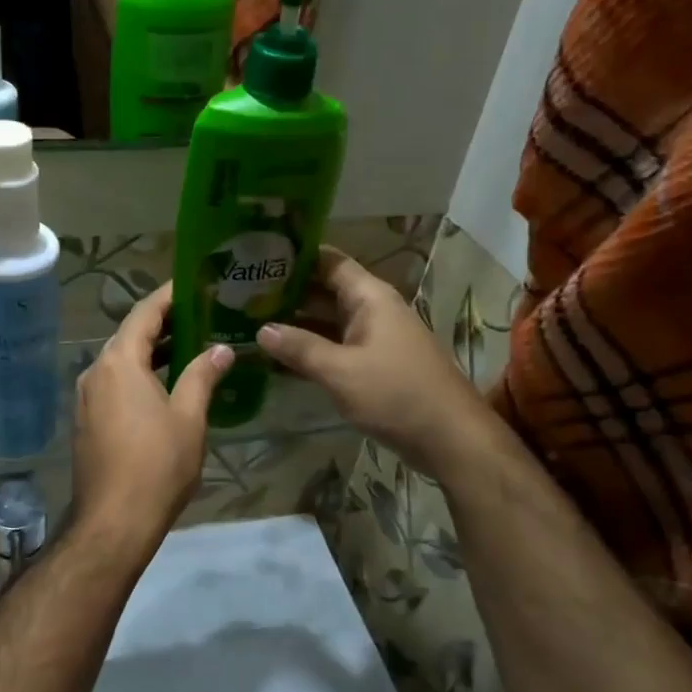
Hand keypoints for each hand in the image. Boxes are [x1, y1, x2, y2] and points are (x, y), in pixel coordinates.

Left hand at [72, 282, 233, 547]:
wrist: (114, 521)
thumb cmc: (157, 464)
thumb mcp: (189, 417)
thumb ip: (202, 376)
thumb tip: (221, 349)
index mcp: (119, 362)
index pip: (145, 313)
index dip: (169, 295)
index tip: (195, 282)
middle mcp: (96, 371)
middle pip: (131, 335)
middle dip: (165, 324)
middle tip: (202, 315)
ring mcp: (86, 397)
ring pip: (122, 362)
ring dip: (153, 352)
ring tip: (191, 346)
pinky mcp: (86, 421)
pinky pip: (115, 384)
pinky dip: (140, 376)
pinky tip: (166, 385)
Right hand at [258, 248, 492, 480]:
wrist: (449, 438)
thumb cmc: (396, 394)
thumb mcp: (340, 371)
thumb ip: (300, 348)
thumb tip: (261, 329)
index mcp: (370, 298)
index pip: (330, 261)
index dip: (297, 255)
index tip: (260, 254)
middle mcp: (373, 310)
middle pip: (326, 290)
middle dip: (288, 291)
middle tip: (242, 292)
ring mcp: (375, 339)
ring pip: (329, 321)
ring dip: (296, 322)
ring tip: (251, 320)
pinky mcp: (374, 365)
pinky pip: (336, 347)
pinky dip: (311, 348)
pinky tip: (279, 357)